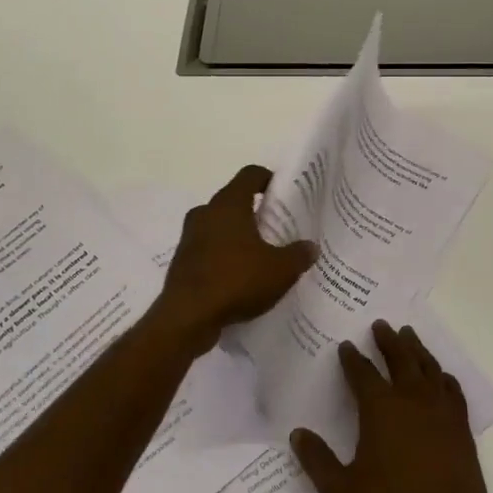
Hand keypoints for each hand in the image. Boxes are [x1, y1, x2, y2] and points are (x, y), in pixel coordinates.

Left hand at [155, 165, 316, 353]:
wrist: (187, 318)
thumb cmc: (236, 281)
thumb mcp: (280, 270)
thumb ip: (298, 255)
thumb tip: (311, 246)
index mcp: (228, 204)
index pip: (250, 174)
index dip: (268, 178)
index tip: (284, 193)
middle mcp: (205, 213)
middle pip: (234, 200)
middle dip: (255, 211)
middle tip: (278, 227)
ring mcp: (189, 238)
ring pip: (219, 226)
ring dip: (238, 236)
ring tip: (262, 254)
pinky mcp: (182, 262)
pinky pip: (208, 250)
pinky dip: (224, 257)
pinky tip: (241, 278)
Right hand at [292, 320, 492, 492]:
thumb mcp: (342, 491)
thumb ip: (317, 461)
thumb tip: (297, 434)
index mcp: (380, 407)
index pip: (362, 373)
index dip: (352, 358)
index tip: (346, 345)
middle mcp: (410, 397)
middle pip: (399, 357)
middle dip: (387, 339)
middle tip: (381, 324)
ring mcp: (439, 408)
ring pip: (427, 366)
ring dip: (415, 347)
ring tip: (408, 334)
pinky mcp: (460, 423)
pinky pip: (452, 388)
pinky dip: (444, 376)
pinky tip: (441, 374)